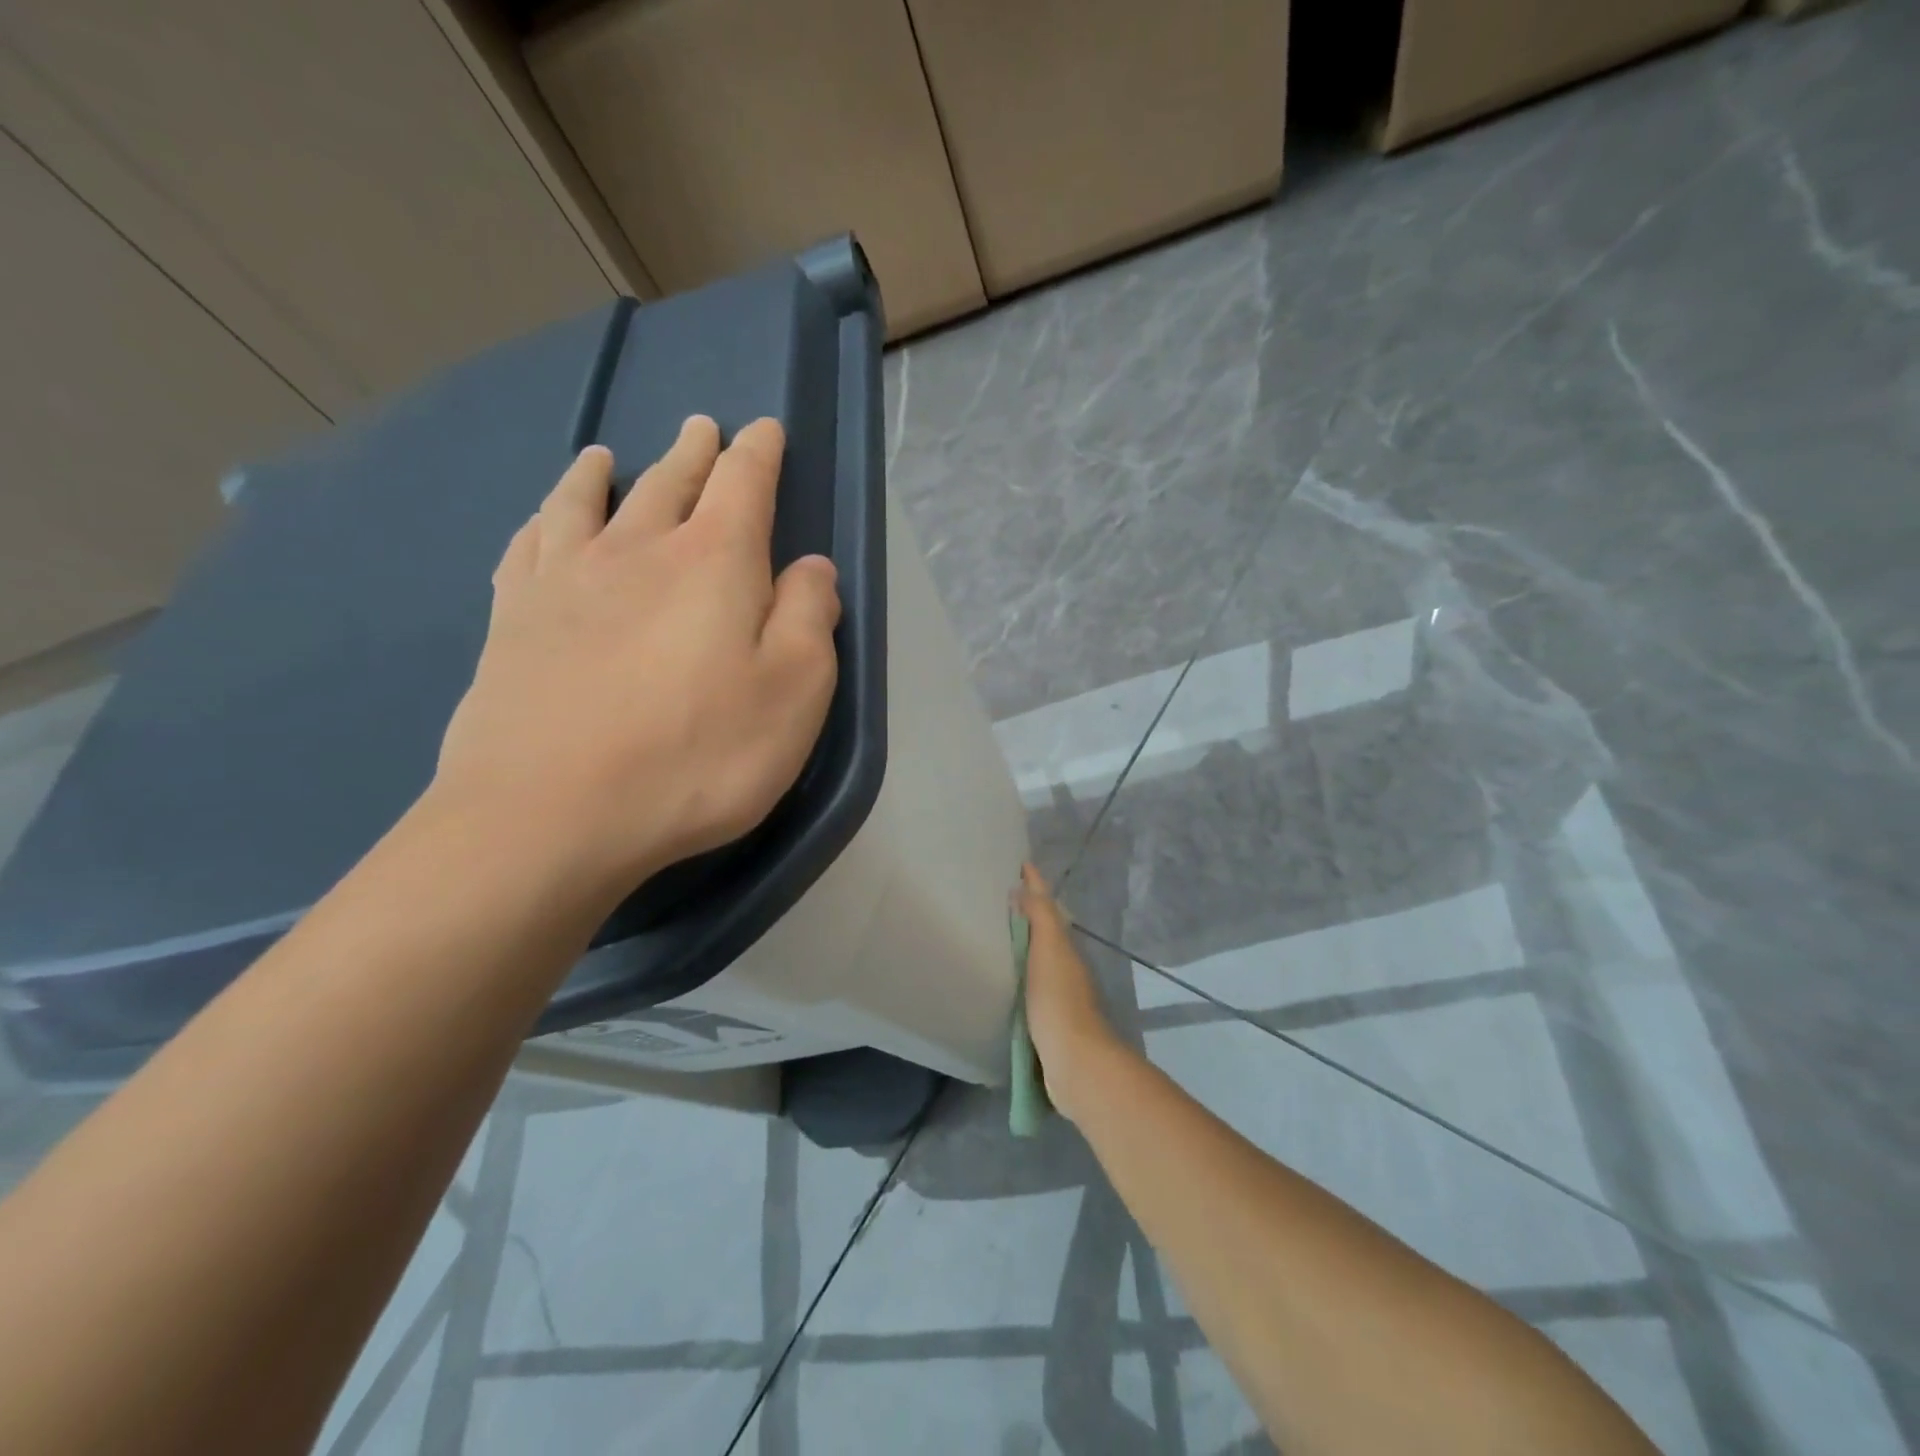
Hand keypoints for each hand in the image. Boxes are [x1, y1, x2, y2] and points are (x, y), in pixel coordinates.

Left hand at [433, 417, 840, 893]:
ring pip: (587, 503)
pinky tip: (543, 520)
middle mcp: (638, 551)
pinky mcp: (511, 620)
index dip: (759, 454)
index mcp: (715, 563)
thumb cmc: (697, 756)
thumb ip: (811, 619)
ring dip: (605, 473)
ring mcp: (564, 581)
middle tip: (702, 428)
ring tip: (606, 455)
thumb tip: (811, 569)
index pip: (744, 485)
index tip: (765, 429)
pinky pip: (528, 546)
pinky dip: (543, 519)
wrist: (550, 815)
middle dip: (694, 453)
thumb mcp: (794, 693)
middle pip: (670, 483)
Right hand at [1016, 864, 1128, 1124]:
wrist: (1075, 1063)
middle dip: (1026, 912)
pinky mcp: (1045, 1022)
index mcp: (1064, 947)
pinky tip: (1002, 979)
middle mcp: (1064, 966)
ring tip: (993, 934)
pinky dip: (1018, 974)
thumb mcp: (1050, 949)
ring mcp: (1057, 995)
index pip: (1047, 907)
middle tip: (997, 897)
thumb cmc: (1059, 1000)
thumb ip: (1040, 917)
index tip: (1019, 864)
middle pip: (1044, 931)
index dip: (1035, 885)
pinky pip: (1028, 986)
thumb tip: (1024, 887)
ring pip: (1037, 958)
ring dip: (1021, 944)